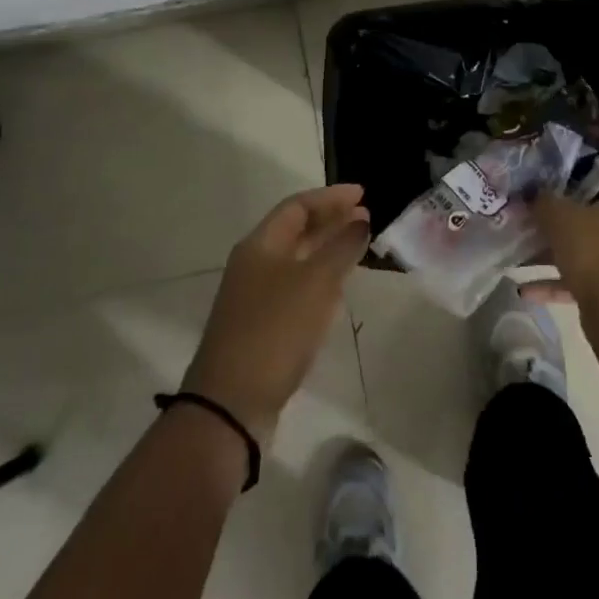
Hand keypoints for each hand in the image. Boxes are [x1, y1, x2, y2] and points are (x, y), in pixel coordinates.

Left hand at [181, 185, 370, 446]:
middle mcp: (255, 264)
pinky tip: (340, 286)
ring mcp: (257, 296)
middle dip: (332, 221)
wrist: (231, 403)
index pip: (297, 206)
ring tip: (359, 244)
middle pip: (297, 231)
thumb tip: (361, 220)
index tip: (364, 194)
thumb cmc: (275, 330)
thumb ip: (341, 248)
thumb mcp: (315, 283)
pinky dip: (321, 278)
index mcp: (260, 245)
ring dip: (328, 249)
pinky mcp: (264, 325)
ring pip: (298, 260)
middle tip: (367, 217)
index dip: (331, 197)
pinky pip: (298, 287)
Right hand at [523, 166, 598, 306]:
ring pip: (597, 247)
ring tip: (531, 250)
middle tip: (549, 209)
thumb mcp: (559, 216)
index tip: (573, 174)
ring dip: (566, 249)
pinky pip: (590, 278)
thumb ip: (545, 200)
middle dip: (577, 212)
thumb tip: (536, 194)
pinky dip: (562, 281)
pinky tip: (527, 289)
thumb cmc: (593, 249)